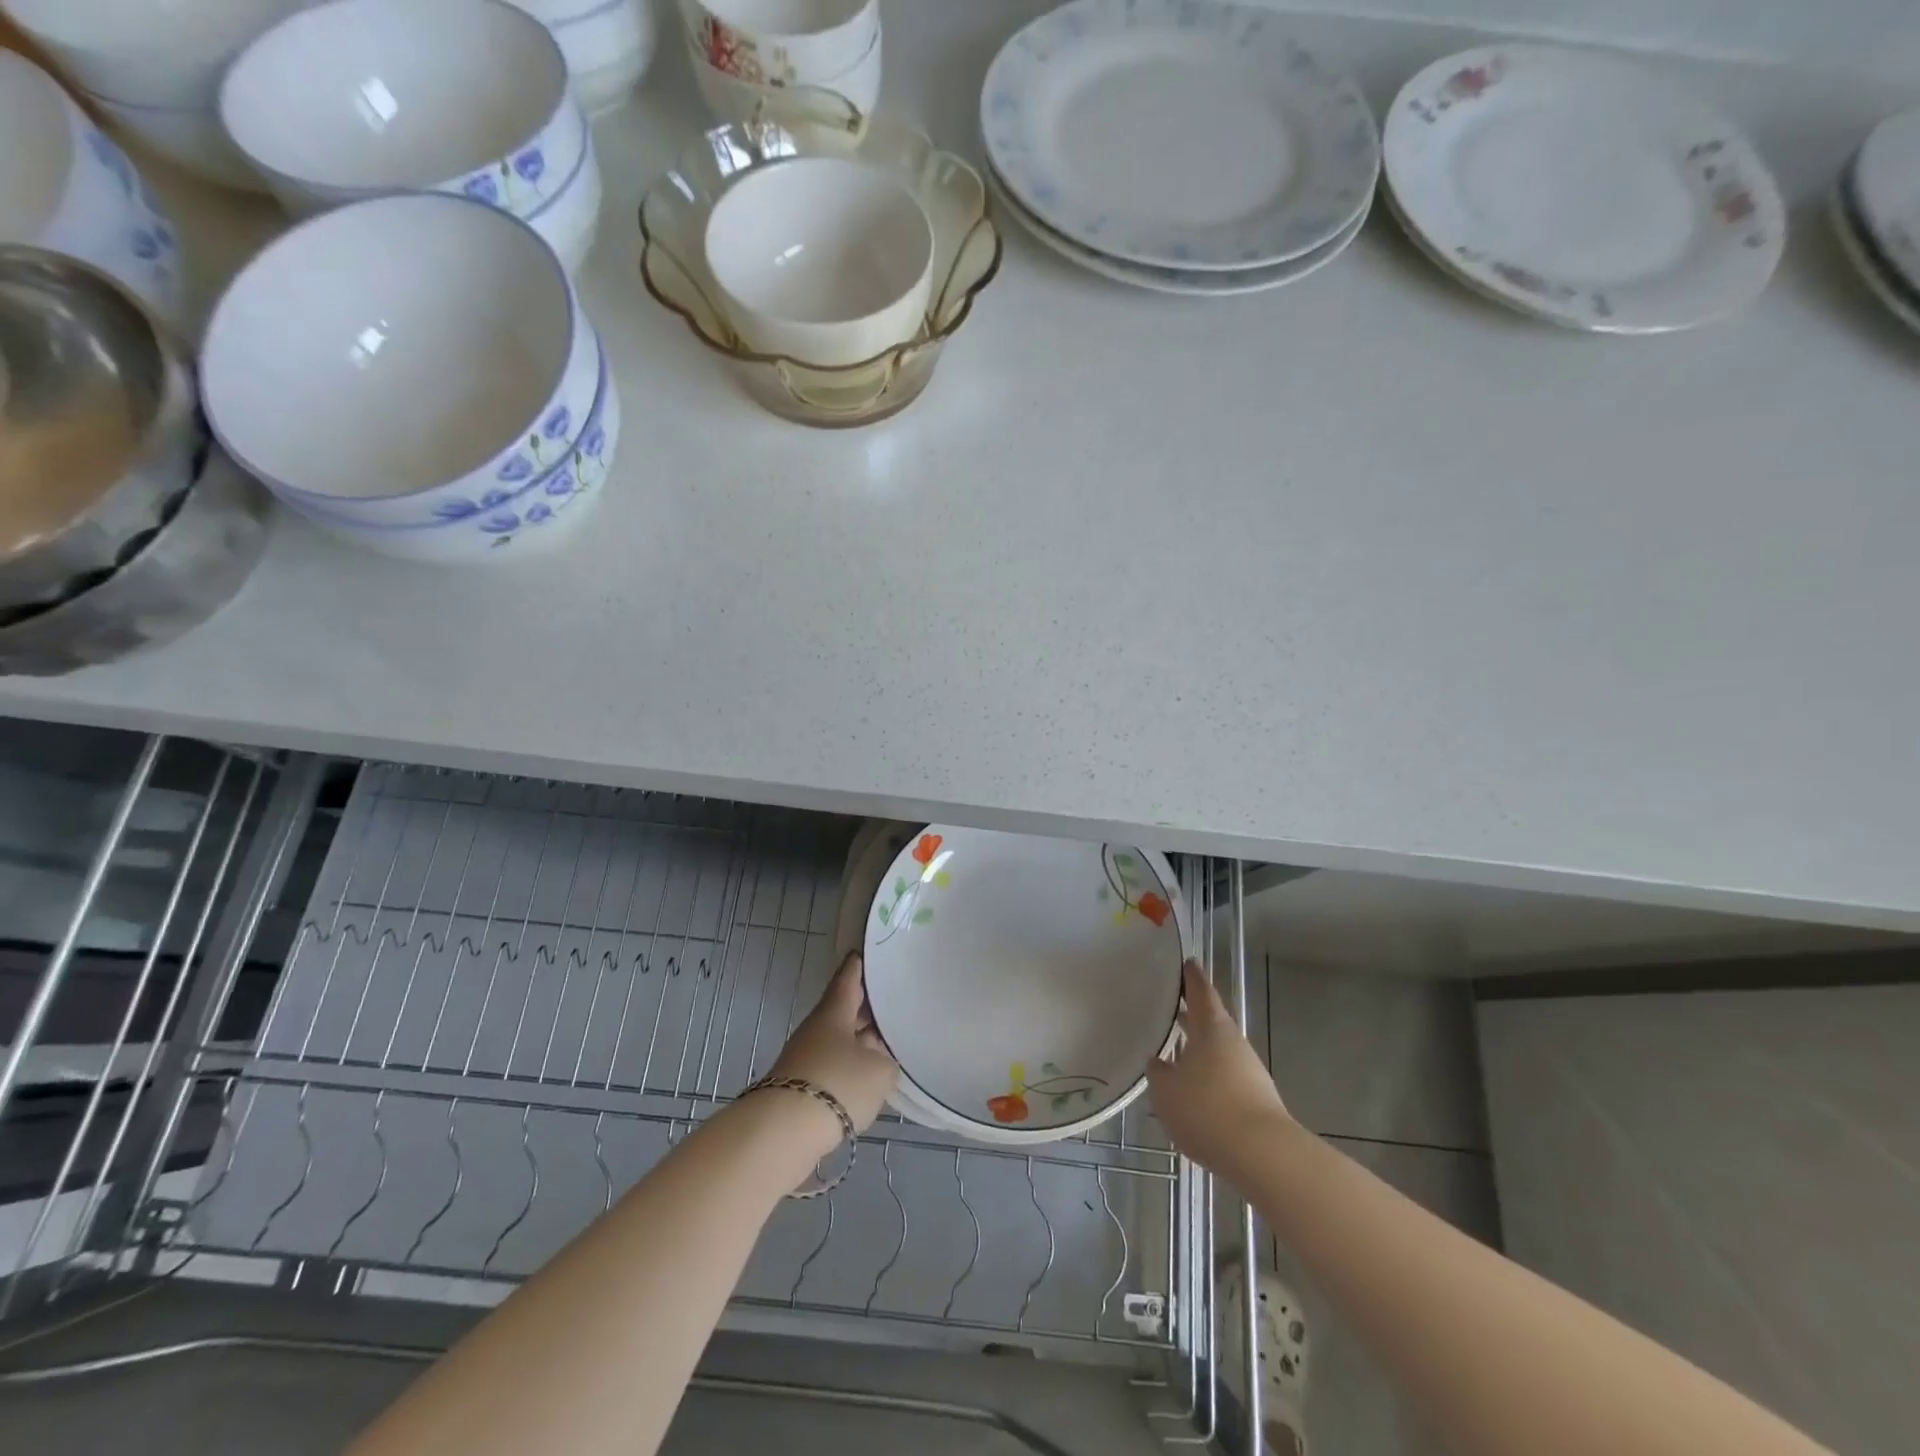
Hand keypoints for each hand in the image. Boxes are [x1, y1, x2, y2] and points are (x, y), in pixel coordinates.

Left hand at [766, 951, 897, 1146]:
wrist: (784, 1132)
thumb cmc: (837, 1084)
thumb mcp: (879, 1071)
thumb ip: (885, 1061)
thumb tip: (878, 1061)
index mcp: (834, 1012)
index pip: (847, 980)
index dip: (857, 967)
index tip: (863, 953)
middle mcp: (816, 1029)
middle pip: (843, 1012)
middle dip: (865, 1009)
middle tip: (890, 1004)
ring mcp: (805, 1059)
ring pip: (838, 1042)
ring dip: (858, 1043)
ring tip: (885, 1046)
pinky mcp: (800, 1088)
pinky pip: (831, 1068)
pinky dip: (849, 1069)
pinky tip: (866, 1080)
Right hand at [1147, 960, 1290, 1178]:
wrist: (1263, 1156)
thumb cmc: (1207, 1110)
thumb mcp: (1166, 1091)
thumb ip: (1159, 1072)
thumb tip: (1159, 1062)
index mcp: (1211, 1028)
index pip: (1201, 991)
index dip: (1191, 977)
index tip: (1185, 963)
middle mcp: (1233, 1043)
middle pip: (1210, 1021)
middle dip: (1191, 1013)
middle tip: (1169, 1004)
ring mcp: (1248, 1072)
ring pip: (1217, 1051)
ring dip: (1198, 1048)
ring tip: (1174, 1051)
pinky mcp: (1256, 1100)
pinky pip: (1224, 1078)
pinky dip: (1208, 1077)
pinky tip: (1193, 1091)